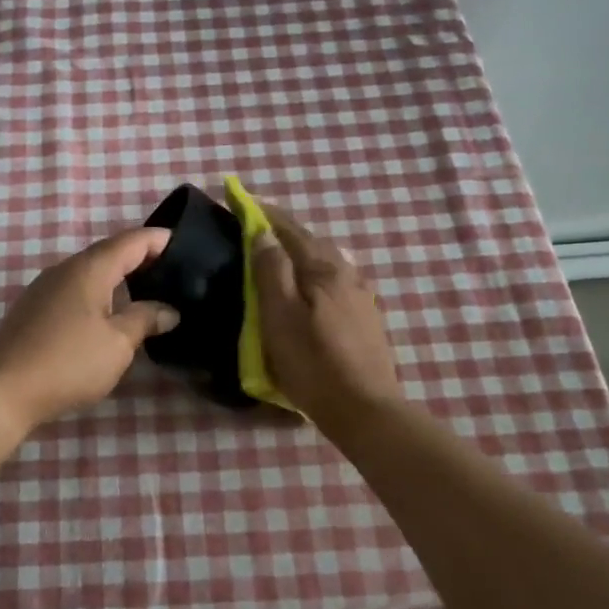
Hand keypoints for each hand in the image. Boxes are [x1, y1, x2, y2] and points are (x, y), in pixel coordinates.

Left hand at [0, 228, 180, 431]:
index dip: (158, 239)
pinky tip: (109, 312)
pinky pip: (75, 289)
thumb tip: (169, 310)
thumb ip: (145, 320)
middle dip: (140, 257)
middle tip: (171, 270)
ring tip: (146, 291)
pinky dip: (99, 292)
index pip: (131, 241)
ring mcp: (45, 288)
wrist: (5, 391)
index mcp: (90, 269)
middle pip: (109, 252)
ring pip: (90, 271)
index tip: (183, 242)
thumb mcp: (117, 344)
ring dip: (118, 276)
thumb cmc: (69, 362)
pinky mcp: (34, 309)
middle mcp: (65, 269)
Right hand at [251, 204, 403, 424]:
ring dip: (300, 254)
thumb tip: (262, 234)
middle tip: (255, 231)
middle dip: (283, 232)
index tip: (242, 199)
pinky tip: (308, 290)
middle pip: (311, 242)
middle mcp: (348, 272)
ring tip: (278, 260)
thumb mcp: (280, 316)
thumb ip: (271, 271)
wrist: (364, 408)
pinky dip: (314, 275)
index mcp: (324, 268)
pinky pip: (335, 282)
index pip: (290, 228)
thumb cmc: (313, 362)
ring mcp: (362, 295)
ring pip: (326, 262)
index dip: (264, 213)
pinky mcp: (367, 317)